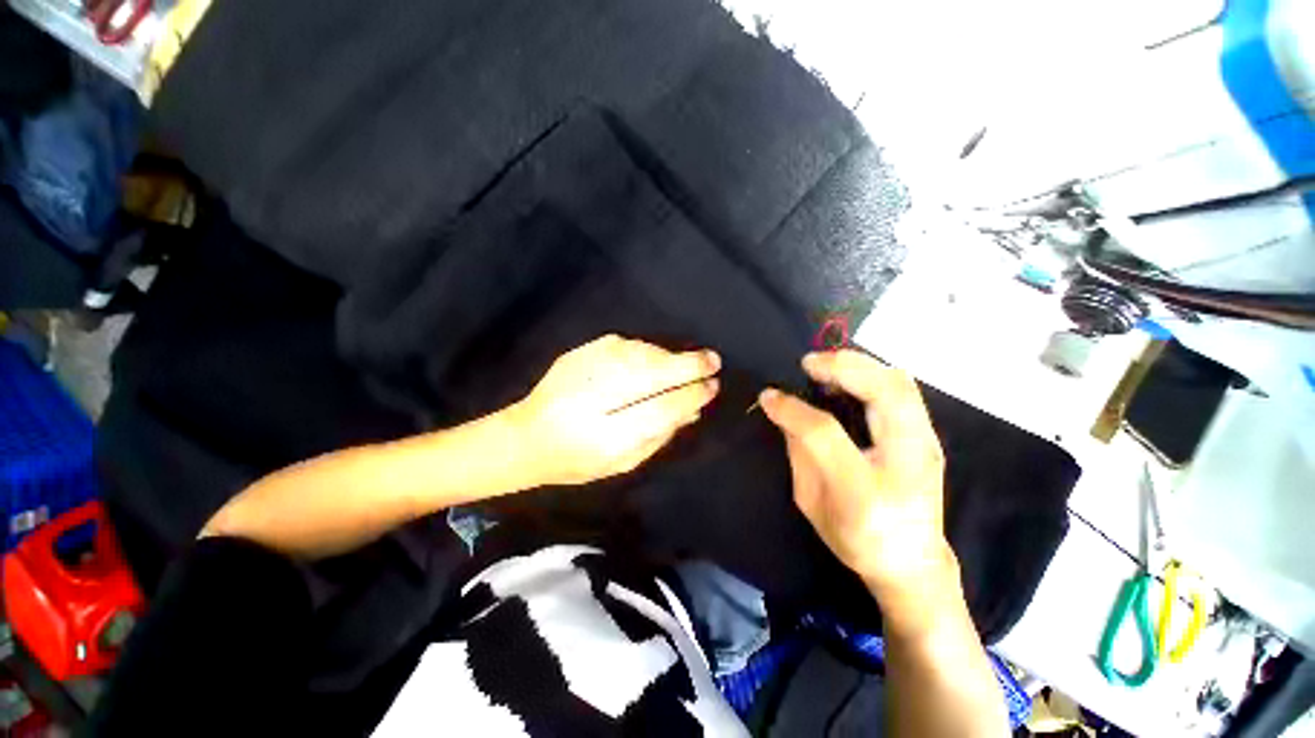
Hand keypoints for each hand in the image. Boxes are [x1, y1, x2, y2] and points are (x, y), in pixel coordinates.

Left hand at [511, 335, 720, 486]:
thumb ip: (657, 438)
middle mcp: (597, 398)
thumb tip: (692, 410)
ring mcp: (585, 371)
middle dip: (687, 366)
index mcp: (609, 436)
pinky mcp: (578, 354)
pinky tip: (656, 358)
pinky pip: (623, 345)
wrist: (526, 437)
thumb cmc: (576, 460)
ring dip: (668, 356)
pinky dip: (645, 350)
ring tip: (688, 363)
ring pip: (640, 354)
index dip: (691, 396)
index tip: (711, 387)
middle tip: (713, 362)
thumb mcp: (621, 462)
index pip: (662, 409)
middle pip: (654, 374)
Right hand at [759, 350, 954, 598]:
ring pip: (900, 382)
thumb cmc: (860, 543)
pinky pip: (908, 391)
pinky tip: (859, 382)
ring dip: (863, 366)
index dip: (794, 409)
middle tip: (809, 364)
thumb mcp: (816, 510)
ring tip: (832, 368)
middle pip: (881, 390)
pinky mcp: (932, 437)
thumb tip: (789, 416)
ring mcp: (926, 444)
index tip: (771, 395)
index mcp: (864, 491)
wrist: (913, 561)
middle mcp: (904, 459)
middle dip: (841, 366)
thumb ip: (802, 460)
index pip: (826, 433)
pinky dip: (879, 376)